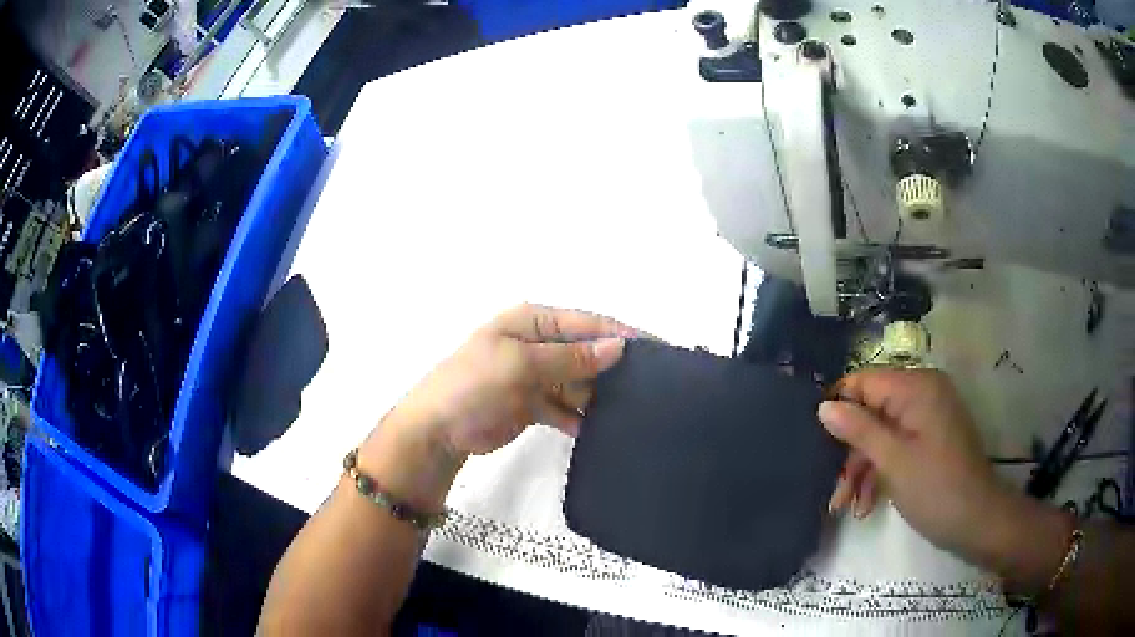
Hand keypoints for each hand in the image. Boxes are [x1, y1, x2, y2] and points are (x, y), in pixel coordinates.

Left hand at [393, 303, 638, 459]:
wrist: (437, 431)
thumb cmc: (472, 385)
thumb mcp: (520, 365)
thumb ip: (570, 357)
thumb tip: (618, 347)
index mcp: (531, 322)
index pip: (586, 323)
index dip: (621, 334)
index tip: (658, 350)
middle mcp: (537, 344)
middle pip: (585, 352)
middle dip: (613, 367)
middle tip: (652, 385)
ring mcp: (536, 375)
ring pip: (579, 381)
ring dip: (598, 394)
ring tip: (632, 408)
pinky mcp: (533, 403)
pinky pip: (566, 406)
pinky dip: (579, 416)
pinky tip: (597, 428)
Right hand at [819, 369, 1011, 560]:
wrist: (976, 521)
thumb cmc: (936, 488)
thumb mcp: (893, 461)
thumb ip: (858, 430)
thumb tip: (824, 406)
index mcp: (917, 387)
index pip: (864, 382)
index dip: (838, 408)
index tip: (814, 443)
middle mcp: (922, 393)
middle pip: (871, 411)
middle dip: (850, 451)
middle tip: (833, 489)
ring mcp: (927, 417)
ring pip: (881, 433)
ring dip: (862, 468)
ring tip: (846, 506)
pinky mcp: (929, 439)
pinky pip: (896, 445)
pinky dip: (880, 471)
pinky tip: (867, 504)